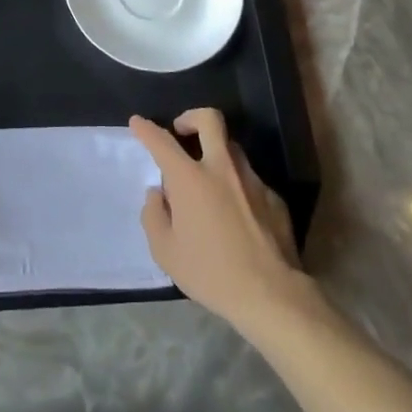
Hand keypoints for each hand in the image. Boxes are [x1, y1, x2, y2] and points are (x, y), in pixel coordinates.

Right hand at [130, 109, 313, 334]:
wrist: (270, 294)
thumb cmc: (210, 273)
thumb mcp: (165, 252)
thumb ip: (154, 216)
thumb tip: (159, 194)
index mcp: (190, 179)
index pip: (162, 142)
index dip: (146, 129)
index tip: (137, 122)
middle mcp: (222, 168)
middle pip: (209, 120)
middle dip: (191, 117)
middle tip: (182, 131)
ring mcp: (251, 179)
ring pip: (232, 148)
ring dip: (216, 153)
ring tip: (208, 182)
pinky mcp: (273, 197)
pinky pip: (249, 180)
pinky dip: (237, 186)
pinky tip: (236, 215)